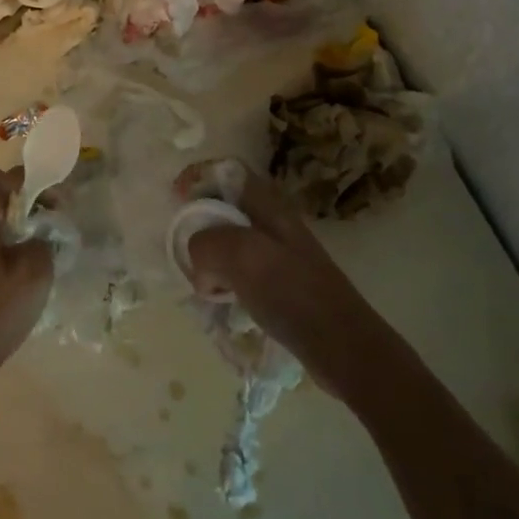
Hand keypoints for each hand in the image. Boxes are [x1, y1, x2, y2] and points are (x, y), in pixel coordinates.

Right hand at [177, 160, 391, 400]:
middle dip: (197, 225)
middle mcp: (272, 222)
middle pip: (222, 206)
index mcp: (267, 206)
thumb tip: (201, 268)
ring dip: (207, 258)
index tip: (175, 201)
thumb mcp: (240, 255)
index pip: (227, 171)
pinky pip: (237, 270)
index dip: (198, 177)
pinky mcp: (278, 284)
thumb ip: (205, 243)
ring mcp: (277, 254)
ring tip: (201, 282)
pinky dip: (222, 280)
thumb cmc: (292, 293)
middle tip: (185, 251)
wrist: (342, 347)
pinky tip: (220, 300)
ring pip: (227, 241)